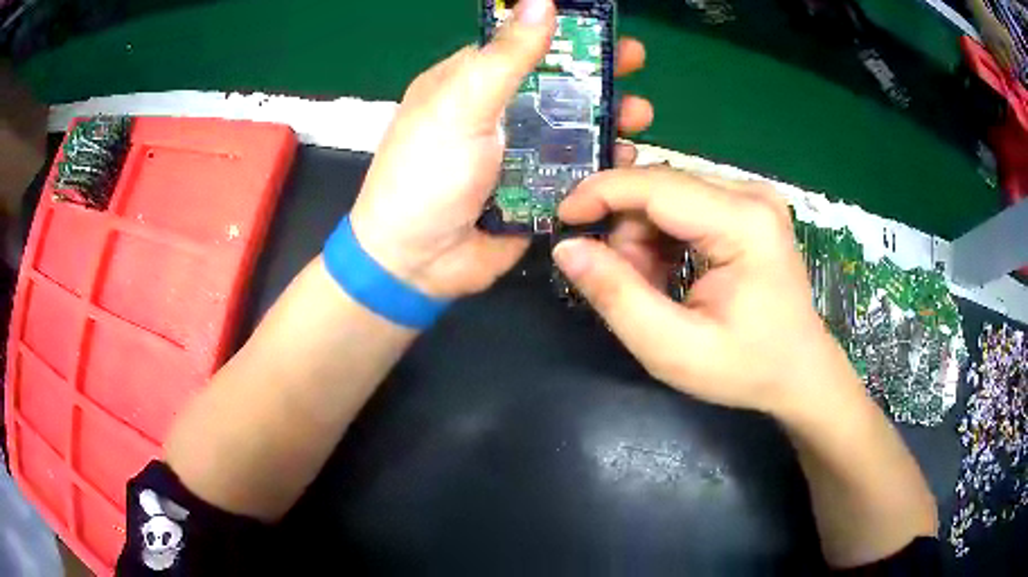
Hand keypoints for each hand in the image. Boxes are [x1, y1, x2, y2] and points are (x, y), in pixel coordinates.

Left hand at [349, 0, 652, 298]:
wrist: (416, 261)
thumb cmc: (427, 174)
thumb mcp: (461, 106)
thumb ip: (506, 56)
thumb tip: (540, 0)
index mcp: (470, 83)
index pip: (524, 45)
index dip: (564, 36)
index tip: (605, 30)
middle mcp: (497, 113)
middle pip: (557, 84)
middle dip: (598, 75)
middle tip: (636, 66)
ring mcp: (518, 153)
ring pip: (574, 126)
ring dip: (609, 118)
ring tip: (640, 117)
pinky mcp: (536, 192)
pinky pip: (577, 170)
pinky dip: (603, 163)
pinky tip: (625, 158)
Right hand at [553, 168, 861, 415]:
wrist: (799, 371)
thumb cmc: (745, 368)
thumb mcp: (673, 349)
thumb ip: (617, 296)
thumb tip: (568, 247)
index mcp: (744, 223)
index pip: (657, 185)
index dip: (600, 193)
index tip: (562, 218)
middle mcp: (751, 194)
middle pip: (661, 187)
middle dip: (627, 231)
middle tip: (627, 284)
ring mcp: (753, 196)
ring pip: (668, 194)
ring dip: (644, 237)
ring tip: (654, 287)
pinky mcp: (749, 205)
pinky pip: (685, 203)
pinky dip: (665, 237)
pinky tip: (672, 272)